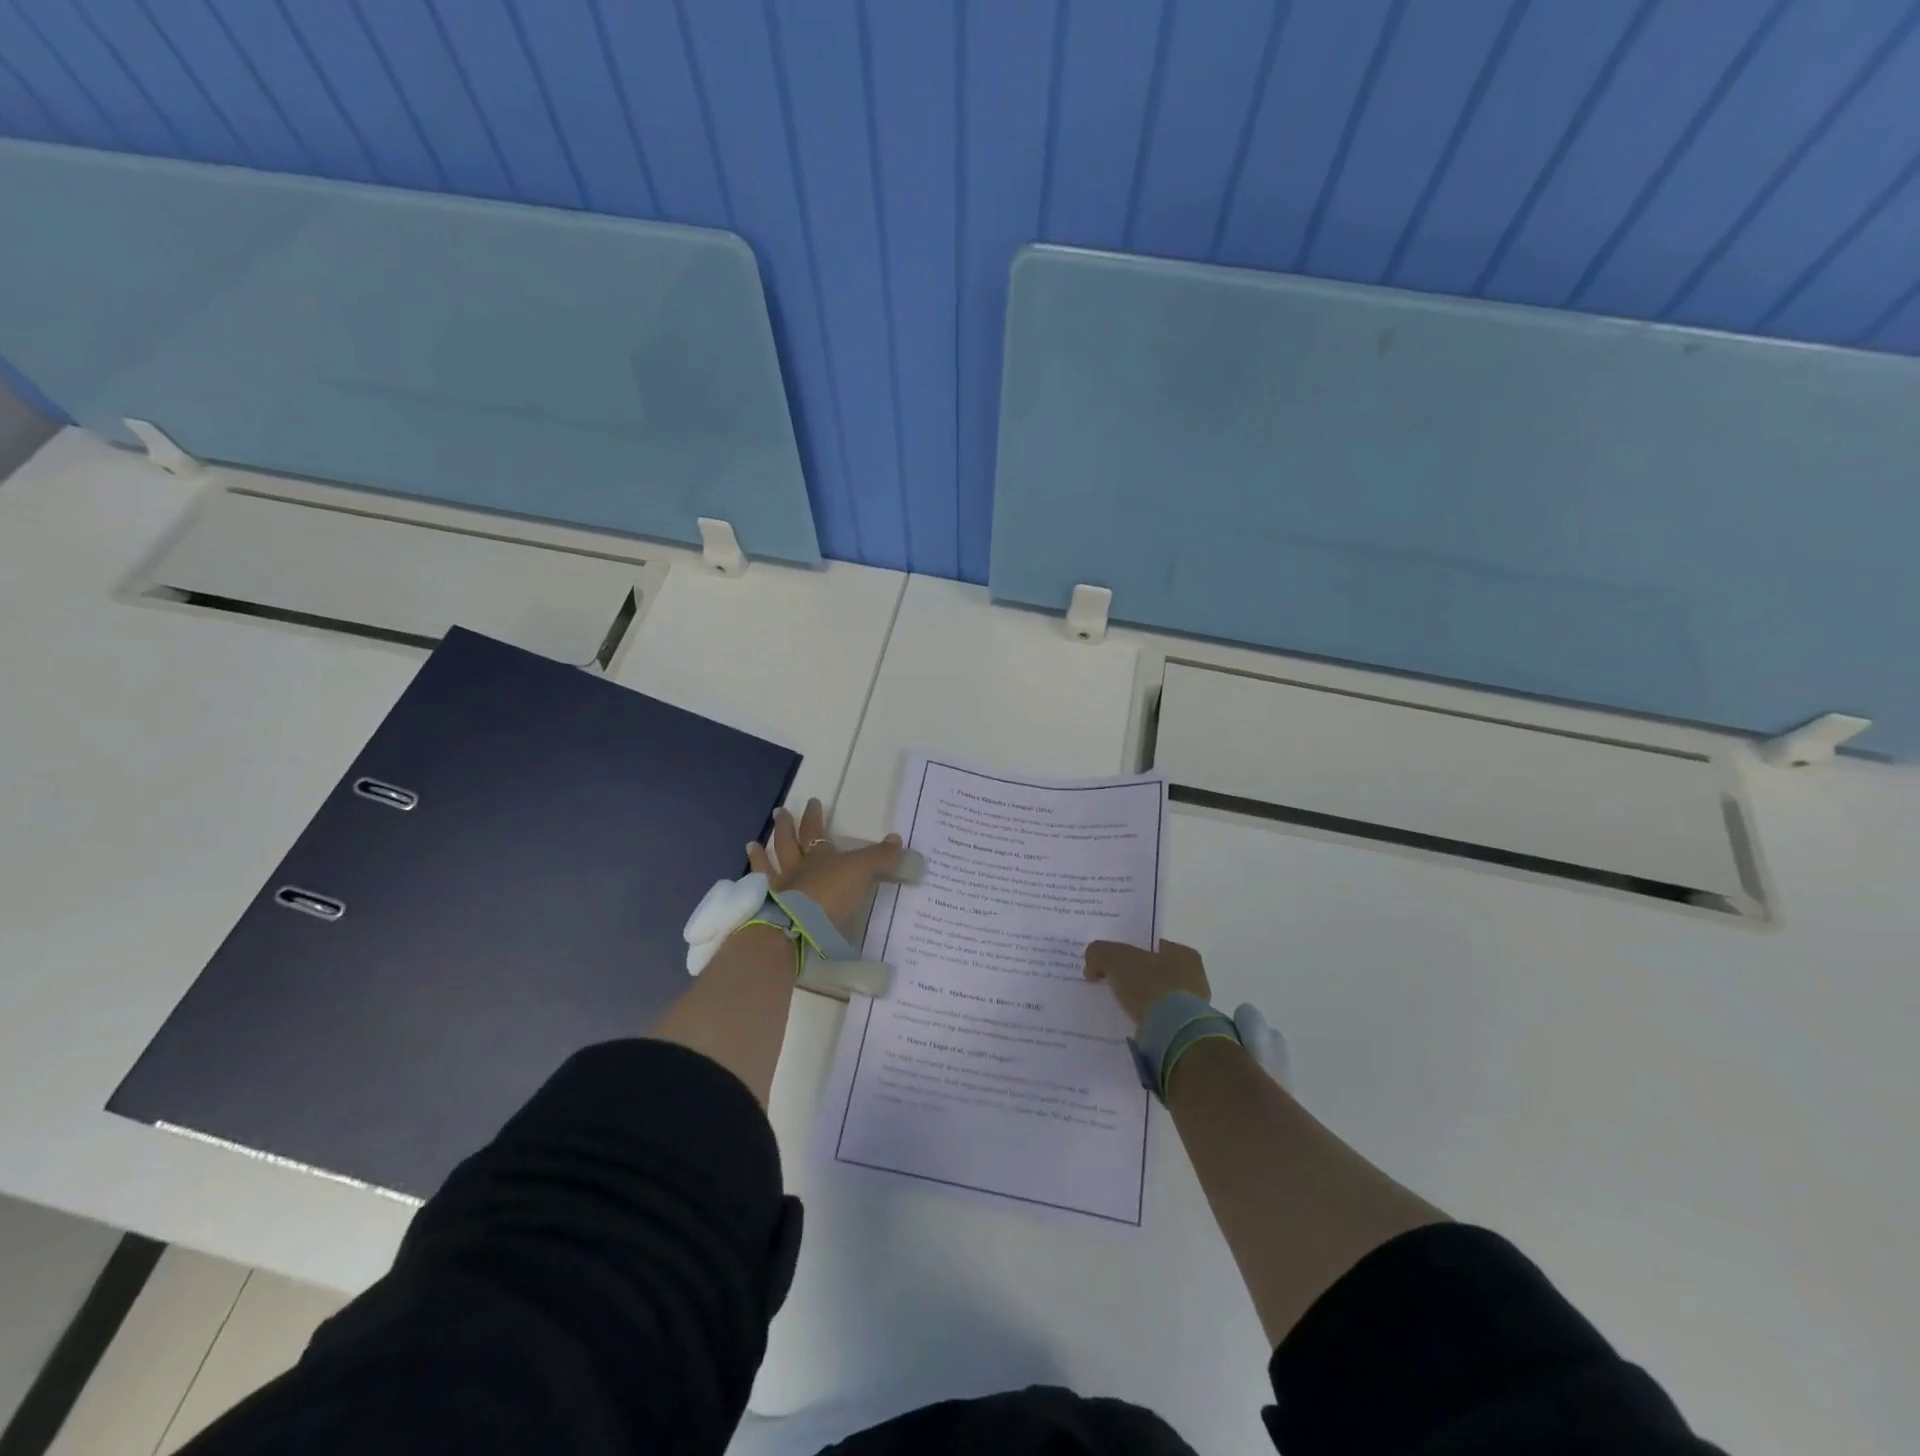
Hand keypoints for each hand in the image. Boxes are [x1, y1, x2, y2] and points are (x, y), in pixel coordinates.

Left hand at [746, 799, 902, 934]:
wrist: (800, 926)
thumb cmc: (832, 893)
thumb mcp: (862, 871)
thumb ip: (879, 856)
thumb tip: (897, 838)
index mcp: (819, 856)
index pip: (816, 831)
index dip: (815, 816)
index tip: (812, 802)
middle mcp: (796, 868)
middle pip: (789, 842)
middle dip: (786, 827)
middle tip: (780, 812)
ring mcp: (779, 888)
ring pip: (769, 865)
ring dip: (761, 854)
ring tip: (752, 843)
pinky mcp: (768, 910)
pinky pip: (758, 892)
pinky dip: (752, 884)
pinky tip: (745, 880)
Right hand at [1084, 939, 1210, 1027]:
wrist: (1172, 1031)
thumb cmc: (1150, 985)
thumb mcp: (1114, 958)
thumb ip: (1099, 953)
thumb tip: (1092, 967)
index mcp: (1184, 954)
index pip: (1152, 946)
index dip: (1130, 951)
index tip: (1111, 962)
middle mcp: (1194, 977)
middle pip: (1154, 971)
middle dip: (1134, 977)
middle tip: (1110, 983)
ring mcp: (1193, 1006)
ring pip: (1157, 997)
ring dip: (1139, 1000)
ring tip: (1116, 1006)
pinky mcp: (1186, 1030)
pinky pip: (1159, 1019)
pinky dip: (1145, 1019)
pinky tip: (1128, 1022)